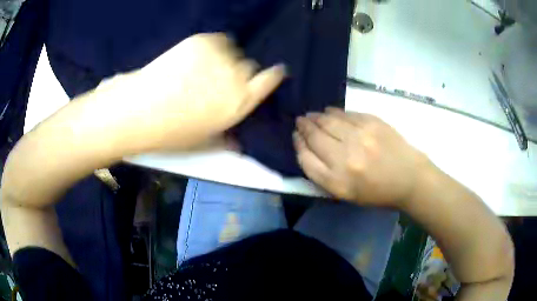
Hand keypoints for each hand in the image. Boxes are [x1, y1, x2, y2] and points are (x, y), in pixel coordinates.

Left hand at [99, 33, 284, 150]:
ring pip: (233, 51)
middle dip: (239, 73)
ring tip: (203, 68)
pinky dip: (212, 47)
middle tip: (218, 81)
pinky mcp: (202, 41)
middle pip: (249, 66)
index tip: (273, 72)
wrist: (140, 111)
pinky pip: (218, 40)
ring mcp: (219, 55)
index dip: (273, 75)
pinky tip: (196, 58)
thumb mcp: (204, 142)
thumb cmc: (172, 133)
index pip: (270, 80)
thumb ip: (227, 139)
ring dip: (224, 59)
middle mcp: (236, 75)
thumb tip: (238, 144)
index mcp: (241, 101)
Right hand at [293, 107, 428, 207]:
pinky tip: (329, 111)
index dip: (298, 145)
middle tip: (300, 122)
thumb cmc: (378, 192)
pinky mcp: (372, 123)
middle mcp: (346, 158)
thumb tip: (308, 148)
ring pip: (328, 121)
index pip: (306, 159)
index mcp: (338, 182)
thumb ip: (324, 175)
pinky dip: (334, 112)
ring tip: (311, 115)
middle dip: (304, 127)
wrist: (409, 178)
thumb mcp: (347, 194)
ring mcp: (360, 137)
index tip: (296, 137)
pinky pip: (346, 114)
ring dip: (315, 117)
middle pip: (315, 137)